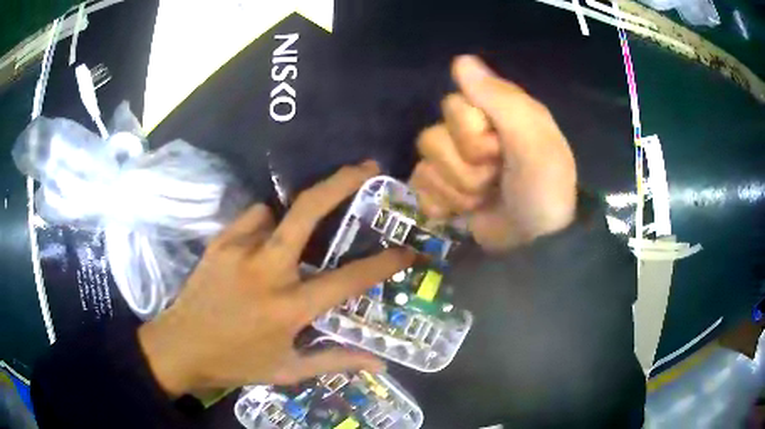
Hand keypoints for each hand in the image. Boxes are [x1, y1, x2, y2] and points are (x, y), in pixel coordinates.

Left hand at [138, 161, 412, 395]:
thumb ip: (336, 362)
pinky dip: (262, 226)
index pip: (348, 279)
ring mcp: (238, 250)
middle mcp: (267, 271)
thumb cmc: (237, 362)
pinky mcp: (218, 242)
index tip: (408, 250)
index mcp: (289, 307)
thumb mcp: (288, 370)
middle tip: (367, 168)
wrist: (180, 347)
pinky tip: (257, 246)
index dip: (384, 263)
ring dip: (289, 221)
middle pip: (308, 212)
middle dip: (342, 183)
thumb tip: (380, 362)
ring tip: (288, 242)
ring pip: (275, 212)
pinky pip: (251, 218)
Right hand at [410, 56, 576, 251]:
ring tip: (485, 199)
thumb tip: (460, 59)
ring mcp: (452, 165)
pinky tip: (463, 213)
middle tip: (496, 180)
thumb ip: (500, 98)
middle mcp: (468, 133)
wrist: (536, 244)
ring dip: (458, 191)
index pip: (451, 106)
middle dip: (467, 169)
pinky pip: (419, 188)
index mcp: (491, 113)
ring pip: (424, 167)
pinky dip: (442, 206)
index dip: (471, 135)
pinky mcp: (442, 192)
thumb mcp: (533, 139)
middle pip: (432, 138)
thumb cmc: (542, 188)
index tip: (500, 150)